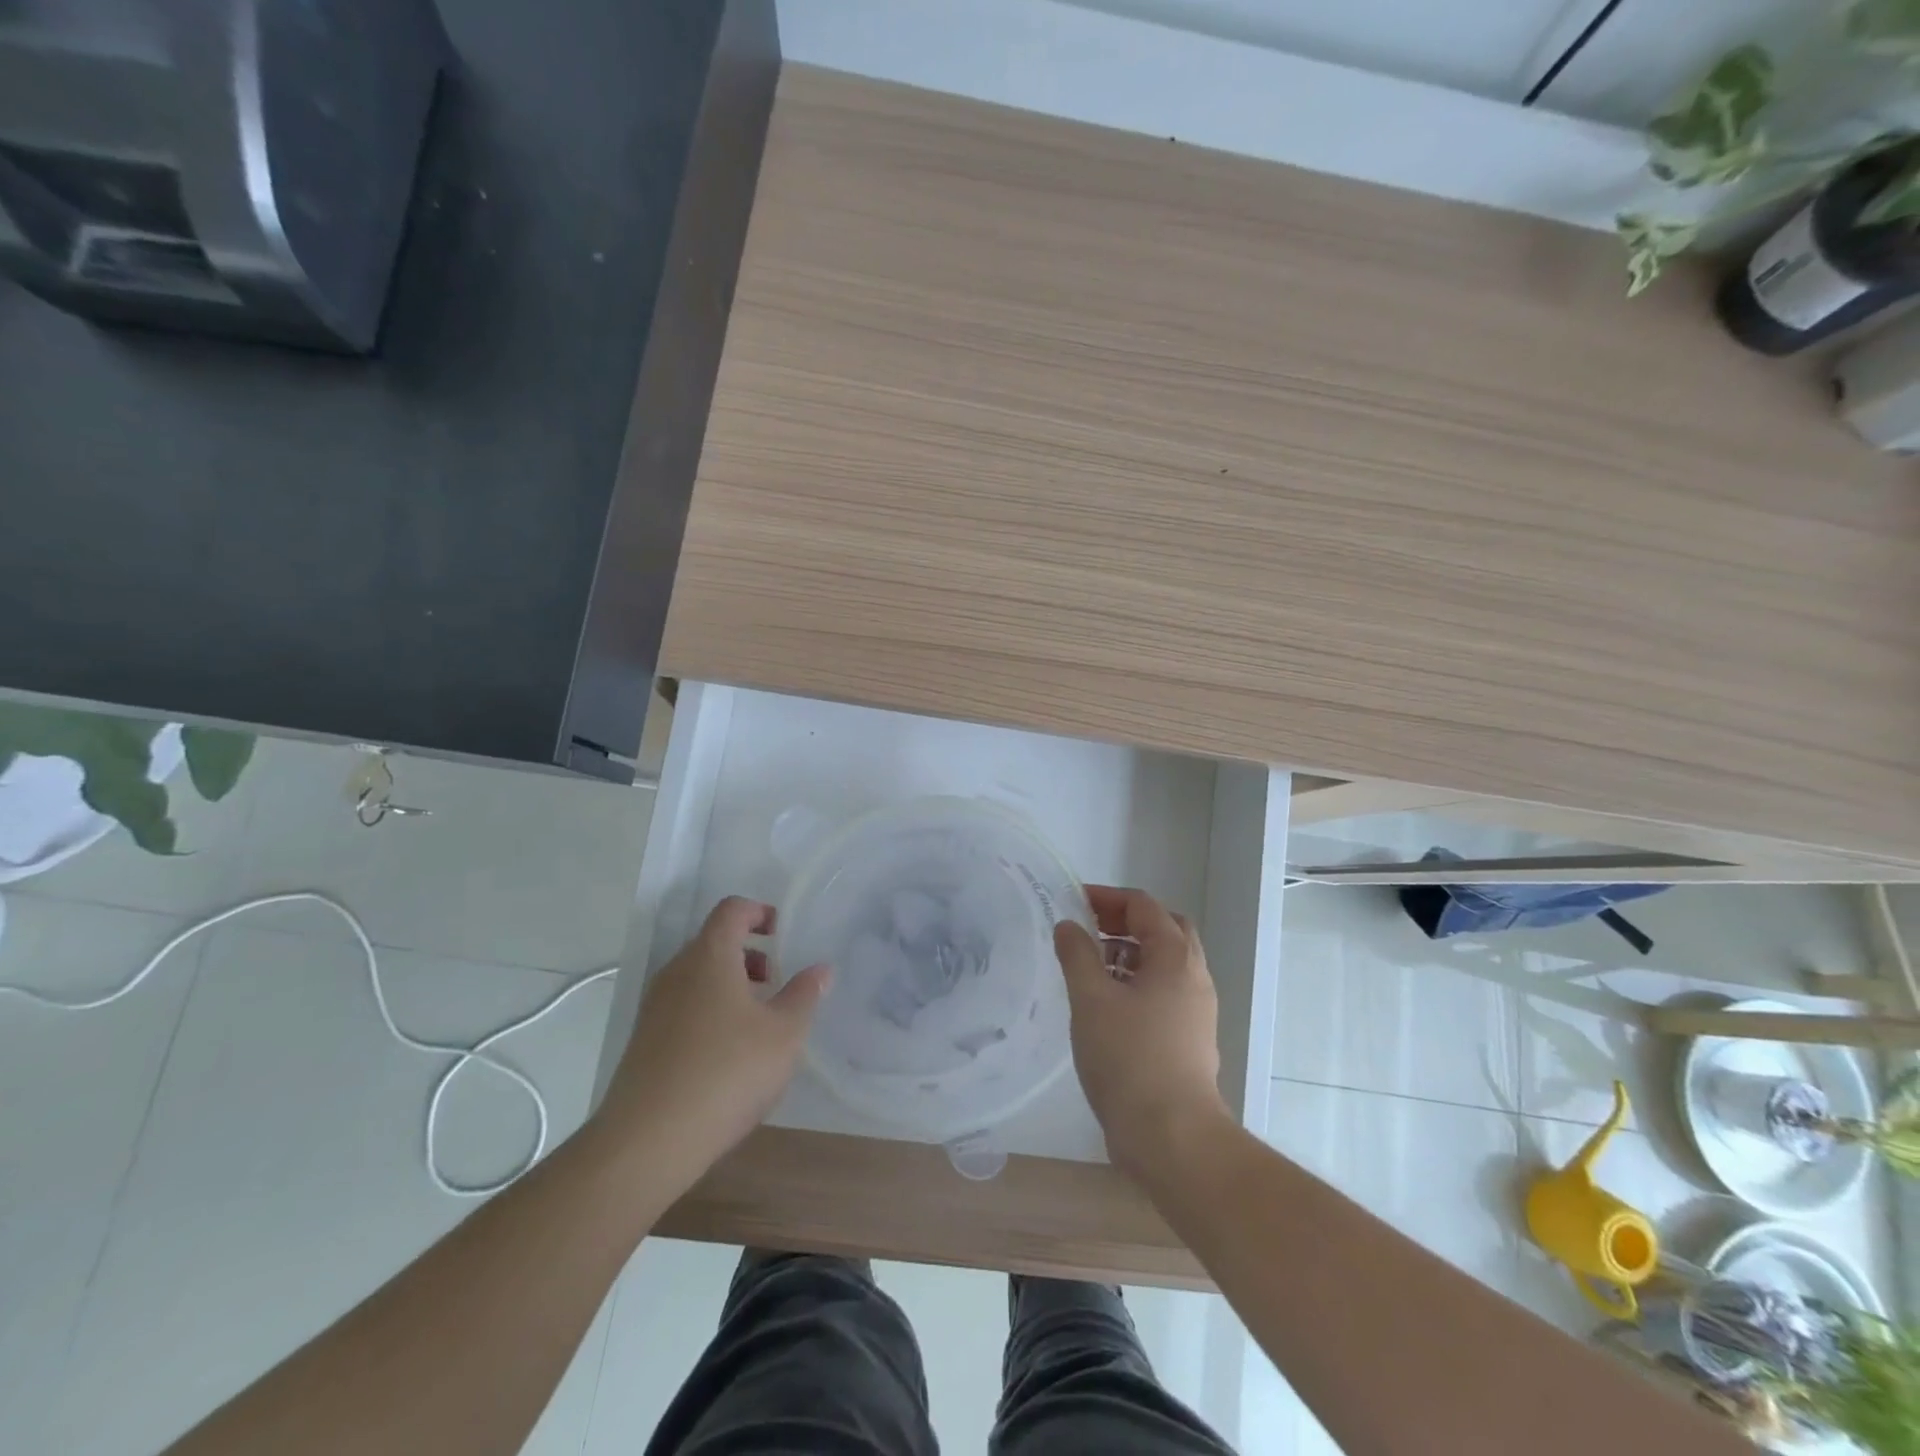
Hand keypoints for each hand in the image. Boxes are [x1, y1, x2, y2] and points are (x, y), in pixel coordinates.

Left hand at [596, 897, 828, 1184]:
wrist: (648, 1142)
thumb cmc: (727, 1072)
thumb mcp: (784, 1034)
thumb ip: (804, 995)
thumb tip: (820, 968)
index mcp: (709, 956)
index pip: (731, 910)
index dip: (760, 912)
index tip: (783, 934)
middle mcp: (676, 972)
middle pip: (714, 942)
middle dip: (750, 954)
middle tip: (777, 982)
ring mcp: (655, 1008)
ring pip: (698, 977)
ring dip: (731, 985)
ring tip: (759, 1021)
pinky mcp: (645, 1041)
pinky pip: (684, 1007)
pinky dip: (711, 1011)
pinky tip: (730, 1054)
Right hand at [1054, 885, 1230, 1178]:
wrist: (1173, 1137)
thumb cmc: (1129, 1059)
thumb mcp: (1091, 1000)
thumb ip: (1077, 955)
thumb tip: (1069, 926)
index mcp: (1174, 958)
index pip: (1144, 906)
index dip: (1108, 897)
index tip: (1074, 901)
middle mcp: (1193, 976)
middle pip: (1164, 929)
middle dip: (1125, 921)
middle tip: (1089, 927)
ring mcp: (1196, 1010)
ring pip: (1165, 963)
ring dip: (1131, 952)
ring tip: (1091, 965)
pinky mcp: (1189, 1038)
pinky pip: (1164, 992)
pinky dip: (1137, 982)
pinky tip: (1106, 1004)